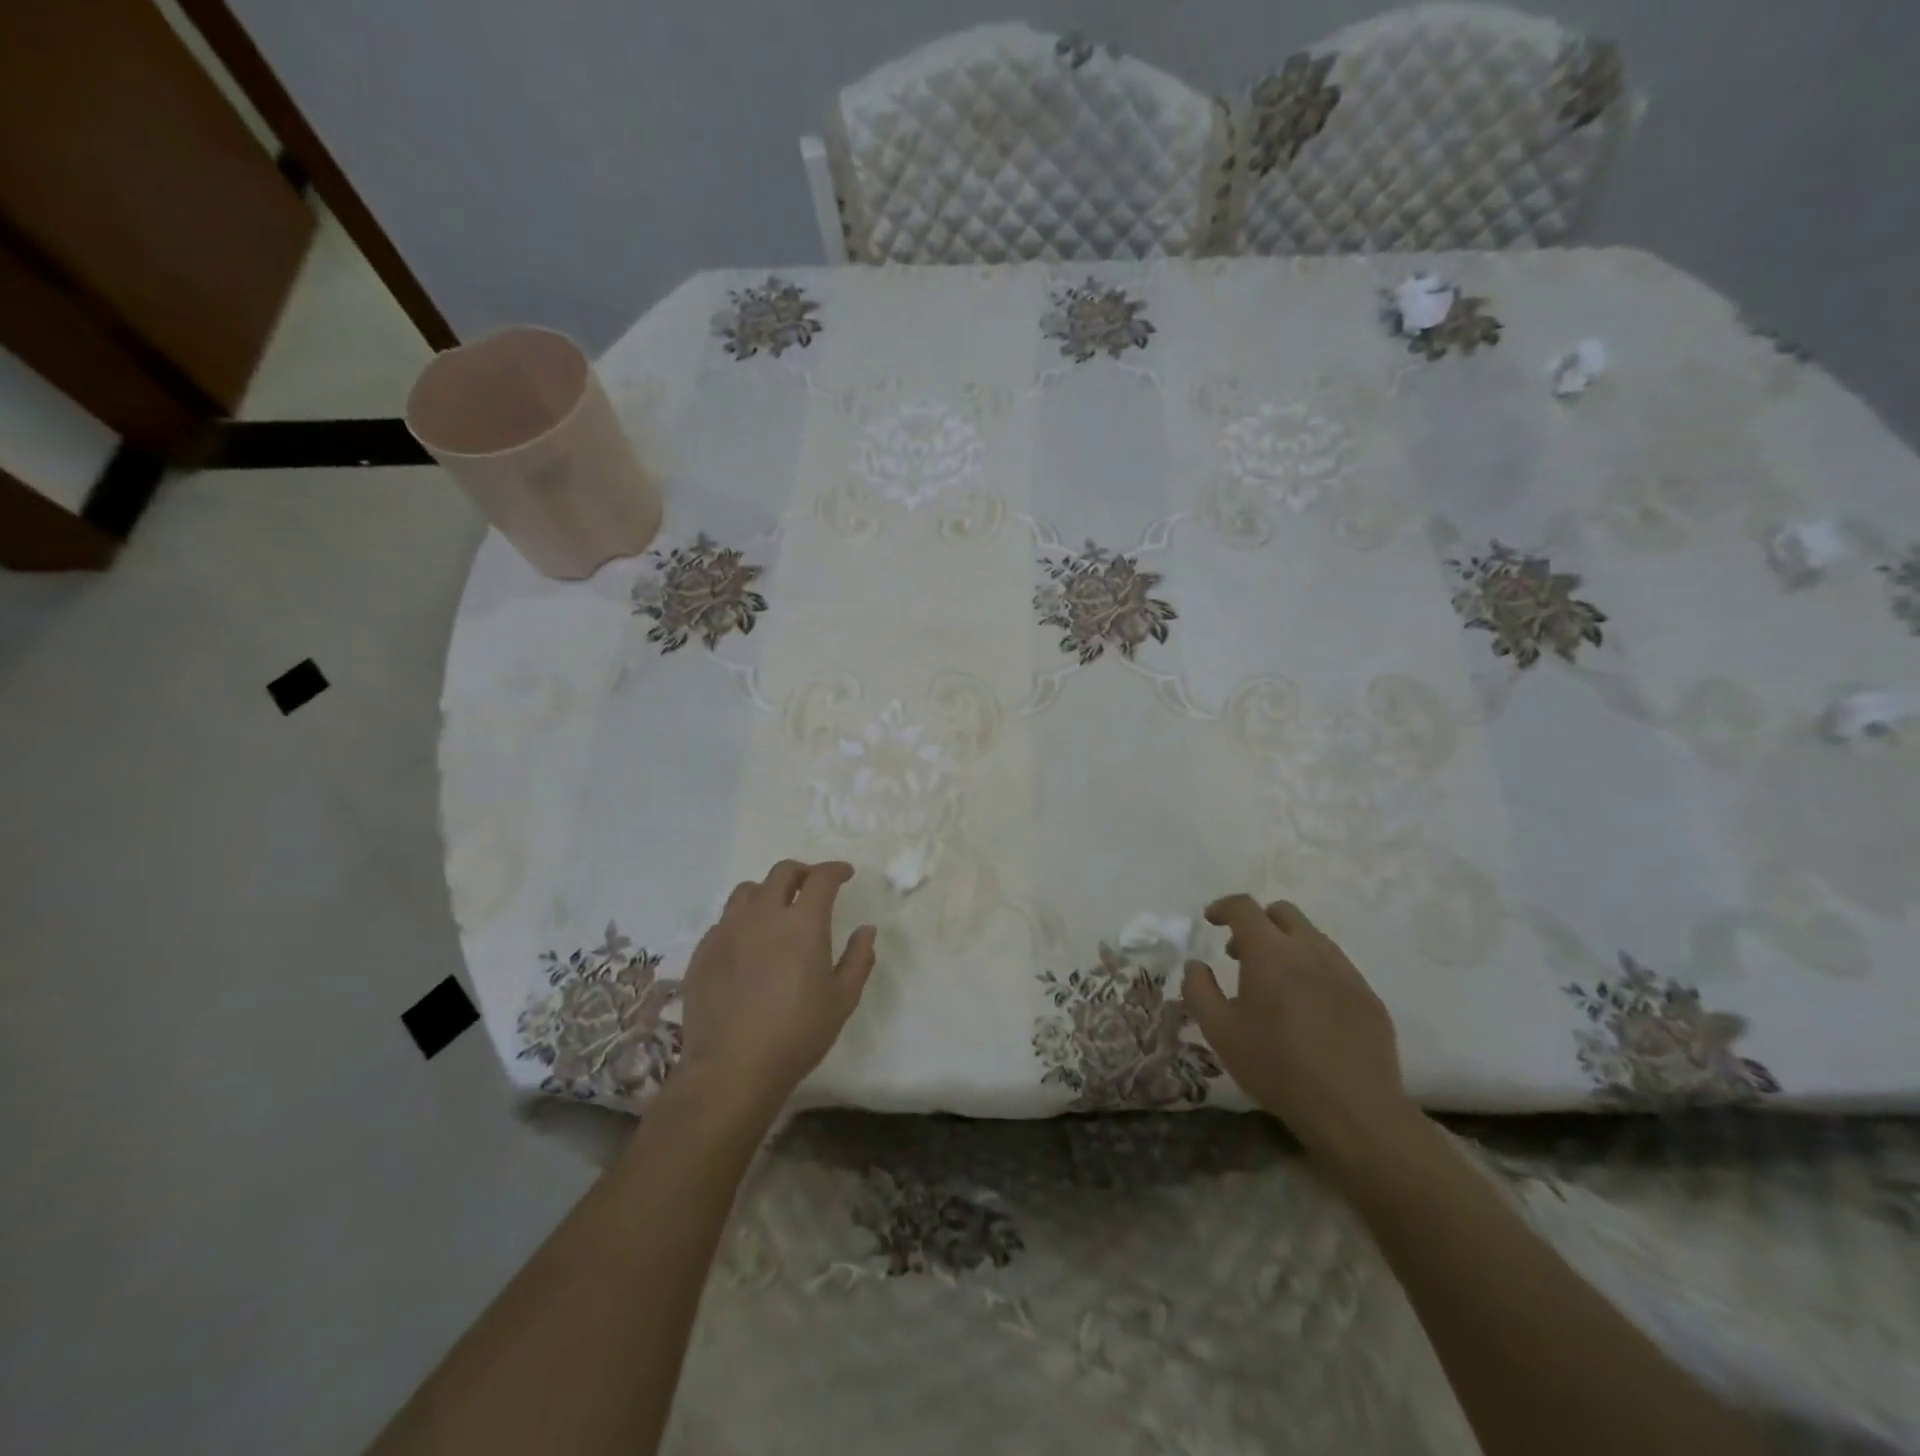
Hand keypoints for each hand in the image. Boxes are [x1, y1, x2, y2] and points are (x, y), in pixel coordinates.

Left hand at [678, 860, 877, 1110]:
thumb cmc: (797, 1034)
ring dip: (768, 891)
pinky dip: (742, 919)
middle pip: (782, 872)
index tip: (845, 874)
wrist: (731, 1069)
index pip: (822, 878)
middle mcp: (763, 915)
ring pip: (747, 890)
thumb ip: (859, 959)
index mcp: (803, 923)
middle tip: (812, 886)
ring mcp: (728, 930)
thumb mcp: (842, 1000)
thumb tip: (866, 930)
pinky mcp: (703, 950)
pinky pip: (725, 920)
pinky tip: (747, 942)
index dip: (836, 870)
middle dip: (802, 872)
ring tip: (776, 909)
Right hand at [1183, 895, 1413, 1156]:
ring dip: (1287, 946)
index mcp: (1270, 951)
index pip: (1243, 907)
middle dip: (1258, 922)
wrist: (1354, 1110)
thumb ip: (1199, 990)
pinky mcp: (1368, 996)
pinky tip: (1309, 1009)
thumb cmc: (1277, 1066)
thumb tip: (1196, 965)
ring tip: (1275, 984)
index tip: (1211, 920)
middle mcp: (1310, 949)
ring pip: (1312, 937)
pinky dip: (1314, 971)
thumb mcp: (1220, 1031)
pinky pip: (1336, 967)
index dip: (1223, 907)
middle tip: (1241, 953)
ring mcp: (1345, 971)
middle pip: (1282, 912)